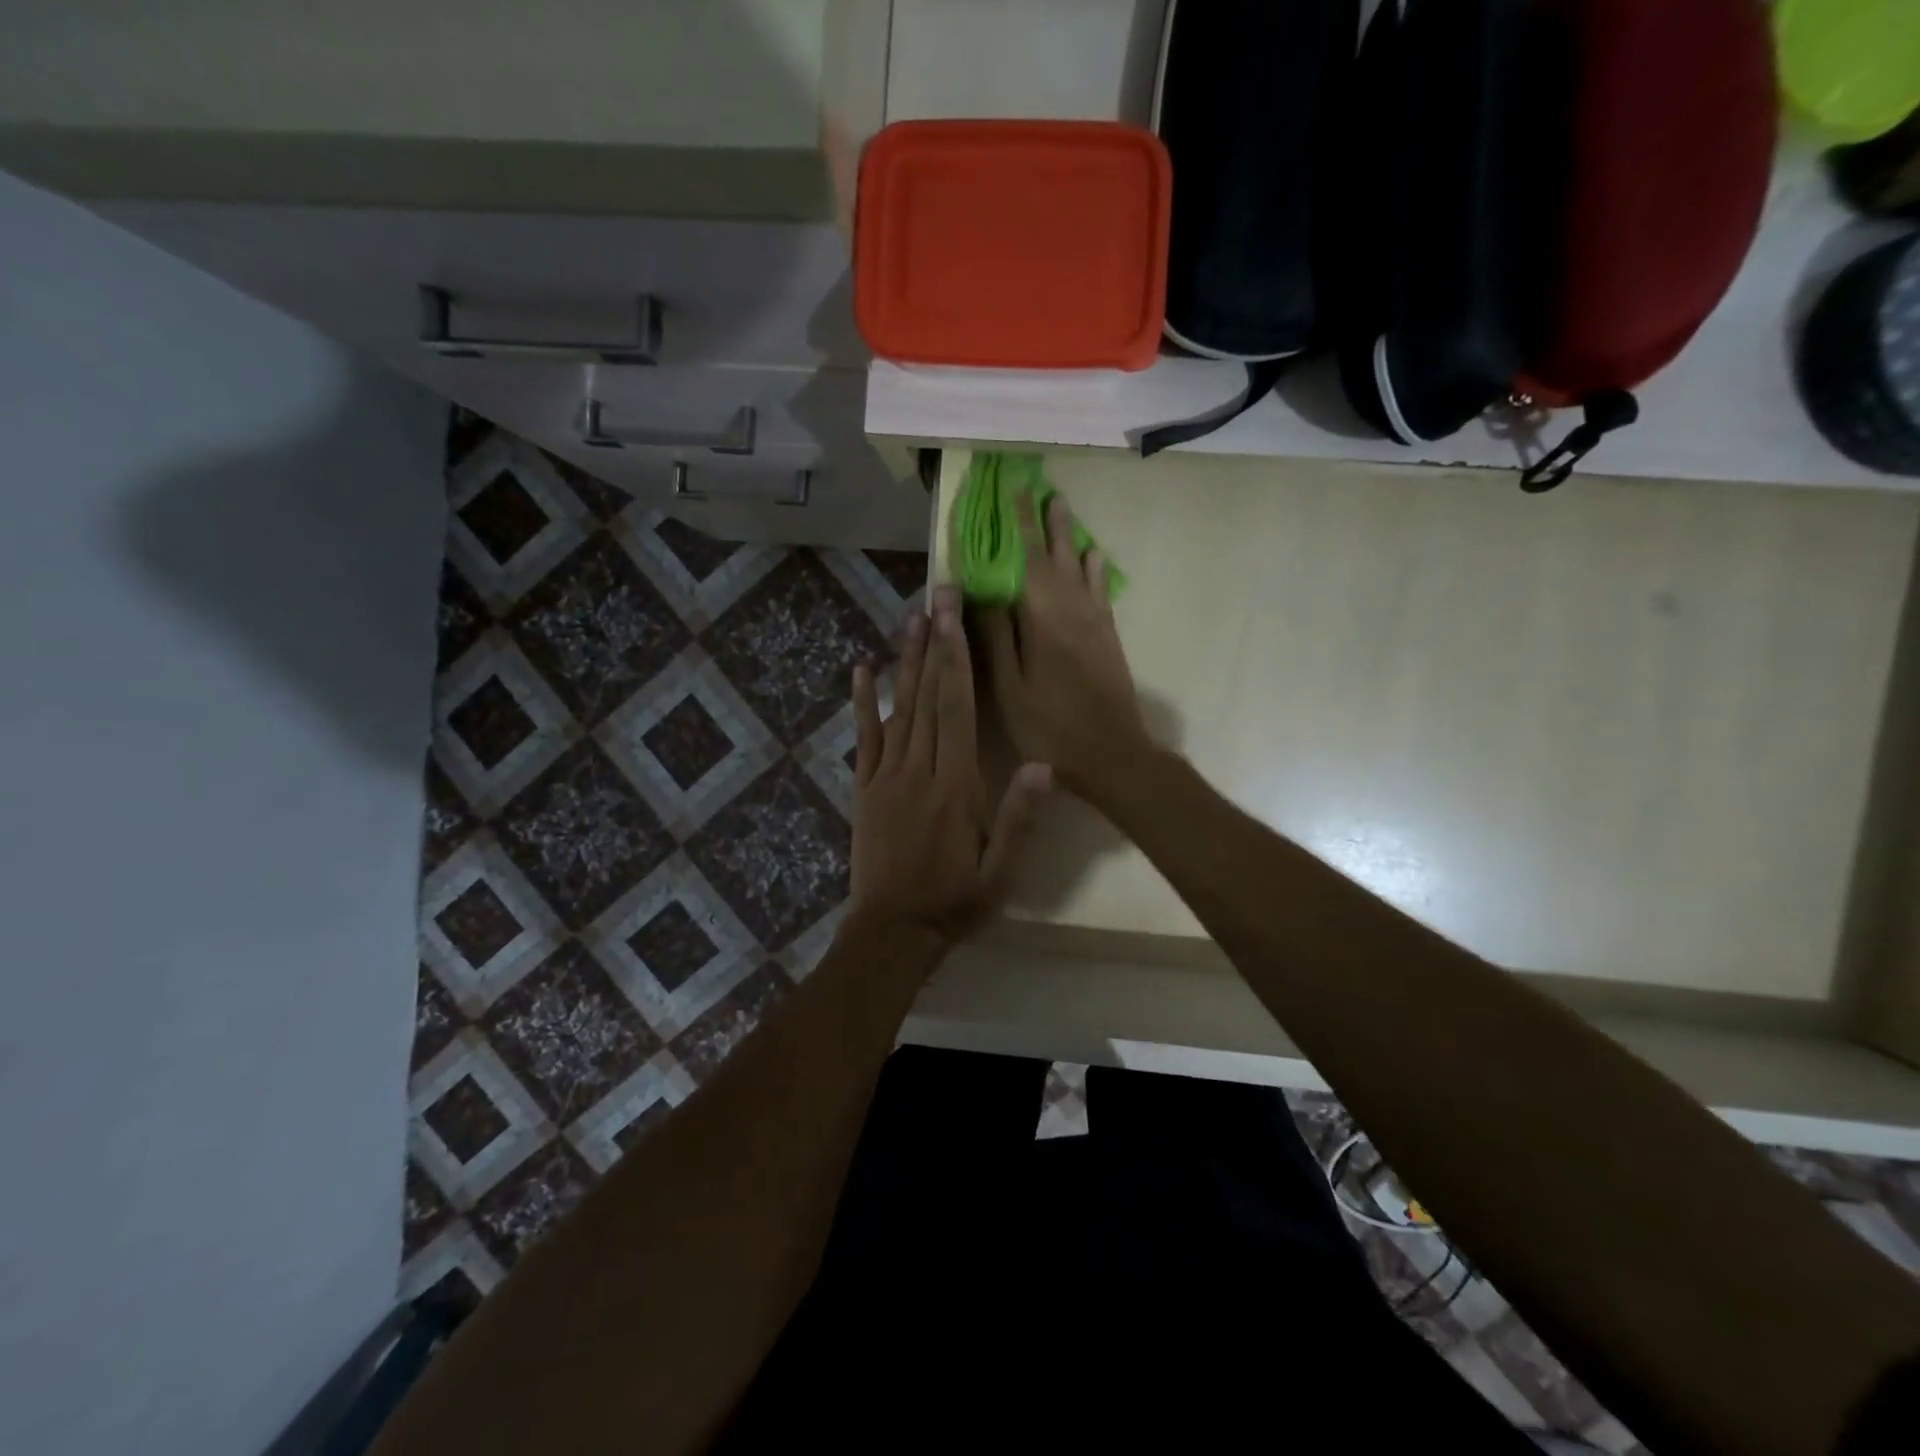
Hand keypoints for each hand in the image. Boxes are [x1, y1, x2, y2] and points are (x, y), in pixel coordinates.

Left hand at [849, 586, 1051, 949]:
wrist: (893, 932)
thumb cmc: (954, 901)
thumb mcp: (1000, 871)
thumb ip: (1020, 818)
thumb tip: (1044, 765)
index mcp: (956, 785)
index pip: (957, 709)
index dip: (956, 659)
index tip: (954, 616)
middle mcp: (919, 770)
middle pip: (927, 697)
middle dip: (933, 643)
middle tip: (936, 595)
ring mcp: (886, 777)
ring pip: (897, 709)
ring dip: (903, 661)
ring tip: (909, 619)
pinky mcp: (865, 788)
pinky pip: (863, 738)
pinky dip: (861, 703)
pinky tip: (860, 670)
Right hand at [979, 493, 1147, 798]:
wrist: (1112, 753)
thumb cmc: (1050, 725)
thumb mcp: (1009, 687)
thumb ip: (994, 636)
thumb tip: (978, 591)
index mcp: (1042, 616)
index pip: (1026, 557)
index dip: (1017, 524)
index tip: (1011, 491)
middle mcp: (1072, 607)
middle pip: (1057, 554)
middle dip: (1046, 521)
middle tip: (1040, 488)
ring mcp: (1095, 620)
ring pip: (1080, 566)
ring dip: (1069, 536)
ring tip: (1062, 509)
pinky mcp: (1108, 635)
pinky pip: (1099, 589)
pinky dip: (1093, 568)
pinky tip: (1092, 556)